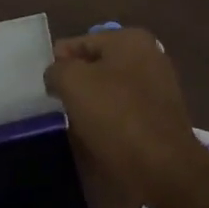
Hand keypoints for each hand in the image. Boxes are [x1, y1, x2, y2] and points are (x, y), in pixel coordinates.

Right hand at [44, 28, 208, 206]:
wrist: (163, 167)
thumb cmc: (116, 117)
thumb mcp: (73, 83)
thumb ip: (57, 69)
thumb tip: (57, 75)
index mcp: (130, 39)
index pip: (77, 44)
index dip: (56, 65)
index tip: (45, 90)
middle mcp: (149, 56)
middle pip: (94, 67)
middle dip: (75, 85)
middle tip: (57, 107)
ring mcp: (158, 87)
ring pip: (108, 91)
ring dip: (90, 106)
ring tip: (75, 126)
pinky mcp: (160, 116)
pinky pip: (123, 112)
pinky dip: (109, 122)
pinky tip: (97, 138)